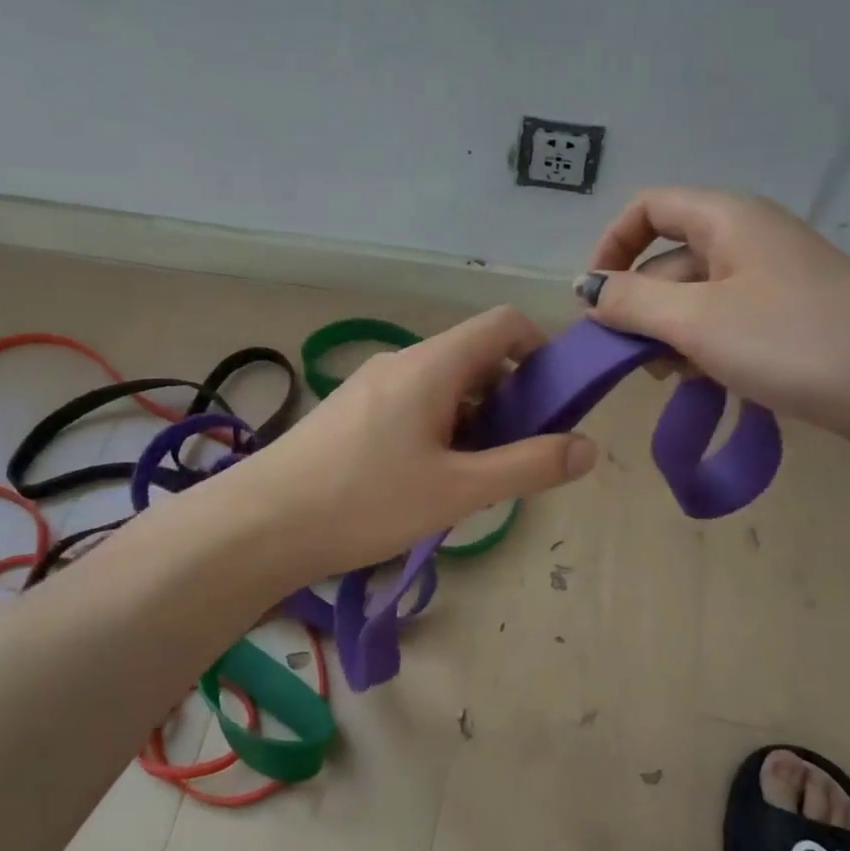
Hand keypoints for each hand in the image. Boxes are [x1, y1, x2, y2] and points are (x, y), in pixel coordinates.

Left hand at [224, 307, 597, 582]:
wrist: (259, 526)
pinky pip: (413, 405)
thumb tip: (589, 447)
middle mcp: (402, 360)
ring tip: (472, 480)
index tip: (555, 403)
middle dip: (510, 399)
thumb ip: (529, 466)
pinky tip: (428, 482)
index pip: (504, 324)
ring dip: (474, 420)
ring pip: (444, 386)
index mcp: (433, 363)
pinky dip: (440, 430)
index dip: (541, 352)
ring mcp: (371, 385)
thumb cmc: (365, 501)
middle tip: (516, 457)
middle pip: (475, 358)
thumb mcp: (459, 490)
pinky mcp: (351, 412)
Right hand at [577, 187, 849, 454]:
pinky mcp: (786, 321)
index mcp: (726, 219)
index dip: (611, 247)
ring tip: (677, 378)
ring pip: (693, 300)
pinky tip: (707, 385)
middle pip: (667, 261)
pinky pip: (724, 326)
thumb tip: (591, 293)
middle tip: (636, 361)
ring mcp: (769, 283)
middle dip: (640, 308)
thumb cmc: (795, 341)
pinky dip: (704, 351)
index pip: (648, 209)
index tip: (596, 300)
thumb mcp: (698, 321)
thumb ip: (632, 303)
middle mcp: (746, 240)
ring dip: (670, 337)